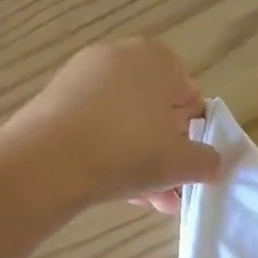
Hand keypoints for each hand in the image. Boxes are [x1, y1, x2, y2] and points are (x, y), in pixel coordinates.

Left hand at [3, 39, 220, 213]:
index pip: (189, 94)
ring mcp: (81, 76)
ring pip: (125, 123)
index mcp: (156, 58)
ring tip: (145, 200)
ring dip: (139, 161)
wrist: (46, 162)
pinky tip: (114, 188)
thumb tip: (210, 163)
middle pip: (155, 110)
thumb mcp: (182, 162)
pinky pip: (95, 127)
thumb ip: (207, 161)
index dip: (194, 133)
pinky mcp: (54, 101)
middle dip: (165, 153)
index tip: (187, 164)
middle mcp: (118, 56)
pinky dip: (108, 153)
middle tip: (168, 189)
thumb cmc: (127, 151)